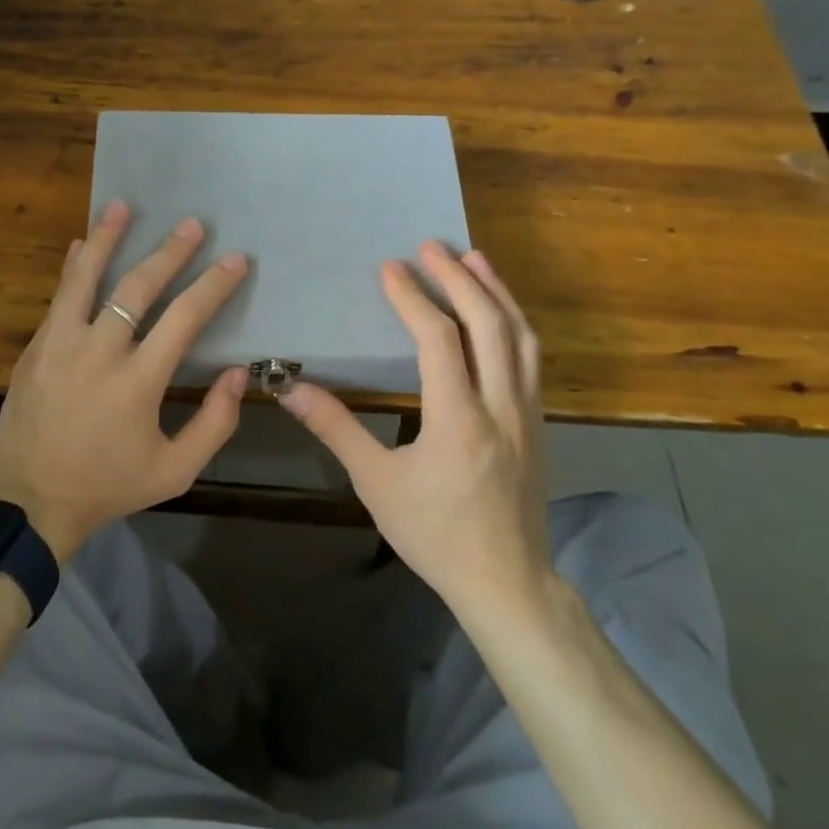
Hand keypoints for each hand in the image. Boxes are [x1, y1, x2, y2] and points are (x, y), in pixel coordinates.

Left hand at [0, 199, 251, 562]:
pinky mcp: (35, 348)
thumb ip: (214, 423)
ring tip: (122, 206)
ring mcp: (59, 345)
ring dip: (106, 238)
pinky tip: (79, 246)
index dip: (213, 285)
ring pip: (85, 278)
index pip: (184, 318)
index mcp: (138, 382)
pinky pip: (57, 298)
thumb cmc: (110, 486)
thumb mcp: (175, 471)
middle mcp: (98, 352)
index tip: (235, 260)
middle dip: (170, 252)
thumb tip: (237, 373)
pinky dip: (72, 269)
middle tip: (193, 225)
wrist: (32, 501)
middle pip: (137, 287)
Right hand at [279, 243, 552, 620]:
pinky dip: (513, 323)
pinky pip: (530, 359)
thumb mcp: (376, 484)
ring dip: (497, 292)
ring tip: (474, 259)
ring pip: (521, 337)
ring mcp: (527, 413)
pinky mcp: (537, 424)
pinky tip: (499, 315)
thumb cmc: (434, 533)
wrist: (506, 582)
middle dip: (459, 278)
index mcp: (458, 419)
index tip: (390, 268)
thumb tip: (291, 390)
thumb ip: (336, 429)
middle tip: (432, 246)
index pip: (439, 340)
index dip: (413, 298)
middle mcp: (501, 405)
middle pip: (489, 324)